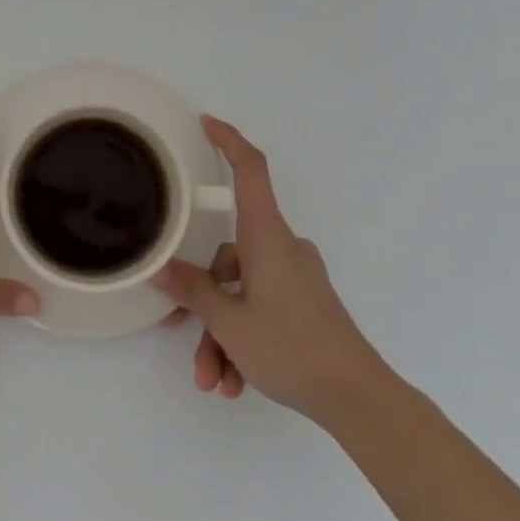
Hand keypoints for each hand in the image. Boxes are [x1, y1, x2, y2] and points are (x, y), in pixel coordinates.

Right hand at [156, 116, 382, 421]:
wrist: (357, 397)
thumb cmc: (291, 348)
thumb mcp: (229, 322)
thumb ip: (192, 291)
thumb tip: (161, 267)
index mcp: (267, 237)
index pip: (250, 170)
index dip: (228, 141)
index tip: (205, 123)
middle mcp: (281, 248)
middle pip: (226, 256)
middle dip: (201, 302)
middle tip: (177, 335)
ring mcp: (293, 277)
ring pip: (239, 292)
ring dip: (220, 335)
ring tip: (213, 381)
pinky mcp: (302, 302)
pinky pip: (258, 308)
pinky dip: (241, 340)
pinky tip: (233, 382)